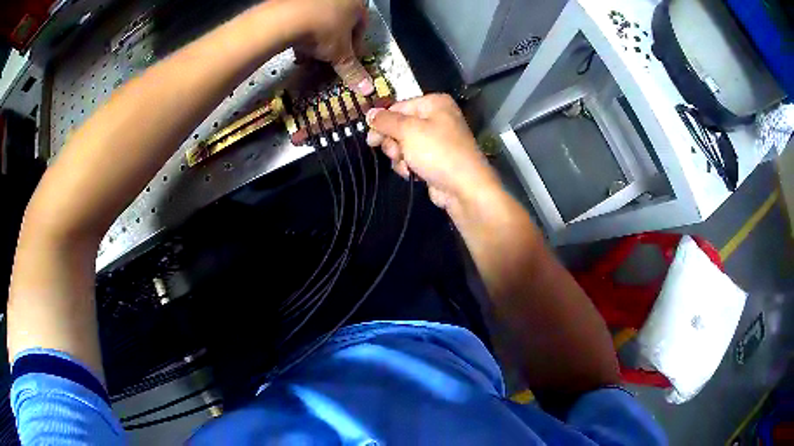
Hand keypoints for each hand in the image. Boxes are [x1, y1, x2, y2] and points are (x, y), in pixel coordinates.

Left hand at [288, 0, 373, 94]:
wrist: (285, 19)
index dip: (356, 44)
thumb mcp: (340, 54)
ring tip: (309, 55)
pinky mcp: (294, 1)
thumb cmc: (322, 29)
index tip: (348, 57)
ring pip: (319, 20)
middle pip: (339, 22)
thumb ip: (353, 70)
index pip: (362, 25)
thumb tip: (367, 88)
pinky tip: (295, 45)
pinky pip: (302, 17)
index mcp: (356, 2)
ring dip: (316, 38)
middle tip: (328, 57)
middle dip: (333, 42)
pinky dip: (300, 30)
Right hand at [366, 94, 500, 211]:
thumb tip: (369, 113)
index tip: (370, 137)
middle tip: (395, 152)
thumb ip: (385, 121)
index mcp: (434, 103)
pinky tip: (412, 173)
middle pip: (399, 125)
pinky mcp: (434, 159)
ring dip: (399, 156)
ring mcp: (436, 140)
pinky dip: (408, 166)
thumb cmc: (437, 152)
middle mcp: (437, 118)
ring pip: (403, 144)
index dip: (383, 122)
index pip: (399, 106)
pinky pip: (411, 158)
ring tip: (407, 164)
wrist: (464, 187)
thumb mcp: (408, 131)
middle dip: (393, 142)